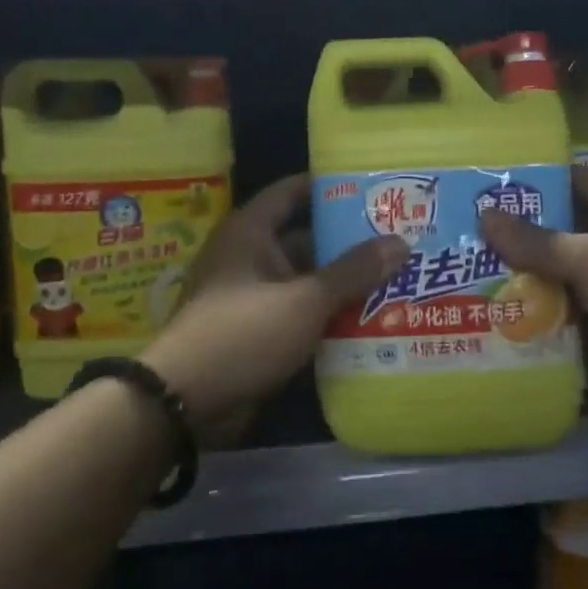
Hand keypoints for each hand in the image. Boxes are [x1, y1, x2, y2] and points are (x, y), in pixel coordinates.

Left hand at [141, 173, 405, 434]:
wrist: (186, 401)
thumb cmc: (243, 332)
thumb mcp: (304, 299)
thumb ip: (353, 271)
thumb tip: (401, 242)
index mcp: (251, 232)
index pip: (292, 192)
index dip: (330, 186)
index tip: (373, 186)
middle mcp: (251, 257)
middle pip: (307, 239)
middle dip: (350, 241)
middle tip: (401, 238)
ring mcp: (254, 296)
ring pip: (308, 280)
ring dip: (344, 283)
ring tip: (398, 277)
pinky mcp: (259, 332)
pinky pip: (301, 313)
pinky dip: (329, 314)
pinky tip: (372, 318)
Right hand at [479, 166, 587, 372]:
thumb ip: (537, 242)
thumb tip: (485, 216)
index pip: (574, 179)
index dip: (535, 185)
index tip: (491, 195)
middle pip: (571, 228)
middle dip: (529, 240)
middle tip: (480, 245)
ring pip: (578, 270)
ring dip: (544, 280)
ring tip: (492, 283)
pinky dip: (565, 313)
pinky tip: (526, 323)